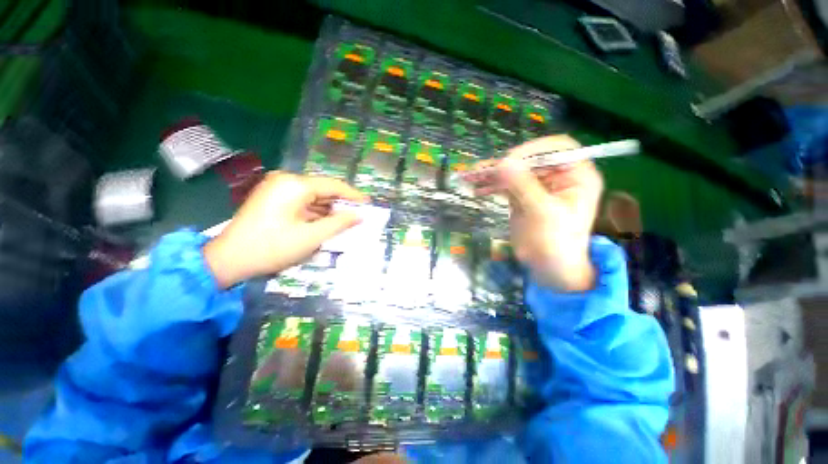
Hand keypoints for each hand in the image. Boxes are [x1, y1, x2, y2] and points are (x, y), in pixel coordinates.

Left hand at [204, 172, 367, 288]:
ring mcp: (276, 188)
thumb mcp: (311, 237)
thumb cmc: (272, 247)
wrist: (227, 260)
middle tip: (359, 215)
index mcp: (295, 185)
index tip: (369, 203)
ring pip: (313, 196)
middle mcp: (285, 180)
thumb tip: (359, 215)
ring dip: (329, 209)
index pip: (333, 185)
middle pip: (323, 189)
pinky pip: (301, 201)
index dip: (353, 195)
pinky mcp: (272, 197)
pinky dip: (316, 211)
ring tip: (346, 221)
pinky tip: (327, 222)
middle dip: (341, 203)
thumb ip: (339, 223)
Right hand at [477, 135, 603, 291]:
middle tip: (482, 171)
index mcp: (576, 175)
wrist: (549, 268)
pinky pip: (505, 186)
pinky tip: (477, 189)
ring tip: (472, 177)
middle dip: (505, 165)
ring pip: (514, 173)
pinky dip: (491, 186)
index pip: (557, 148)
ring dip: (492, 175)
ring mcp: (538, 187)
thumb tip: (503, 162)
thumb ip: (523, 186)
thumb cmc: (557, 243)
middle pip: (529, 160)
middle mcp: (558, 176)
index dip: (533, 150)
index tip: (509, 160)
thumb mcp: (542, 212)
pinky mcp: (522, 197)